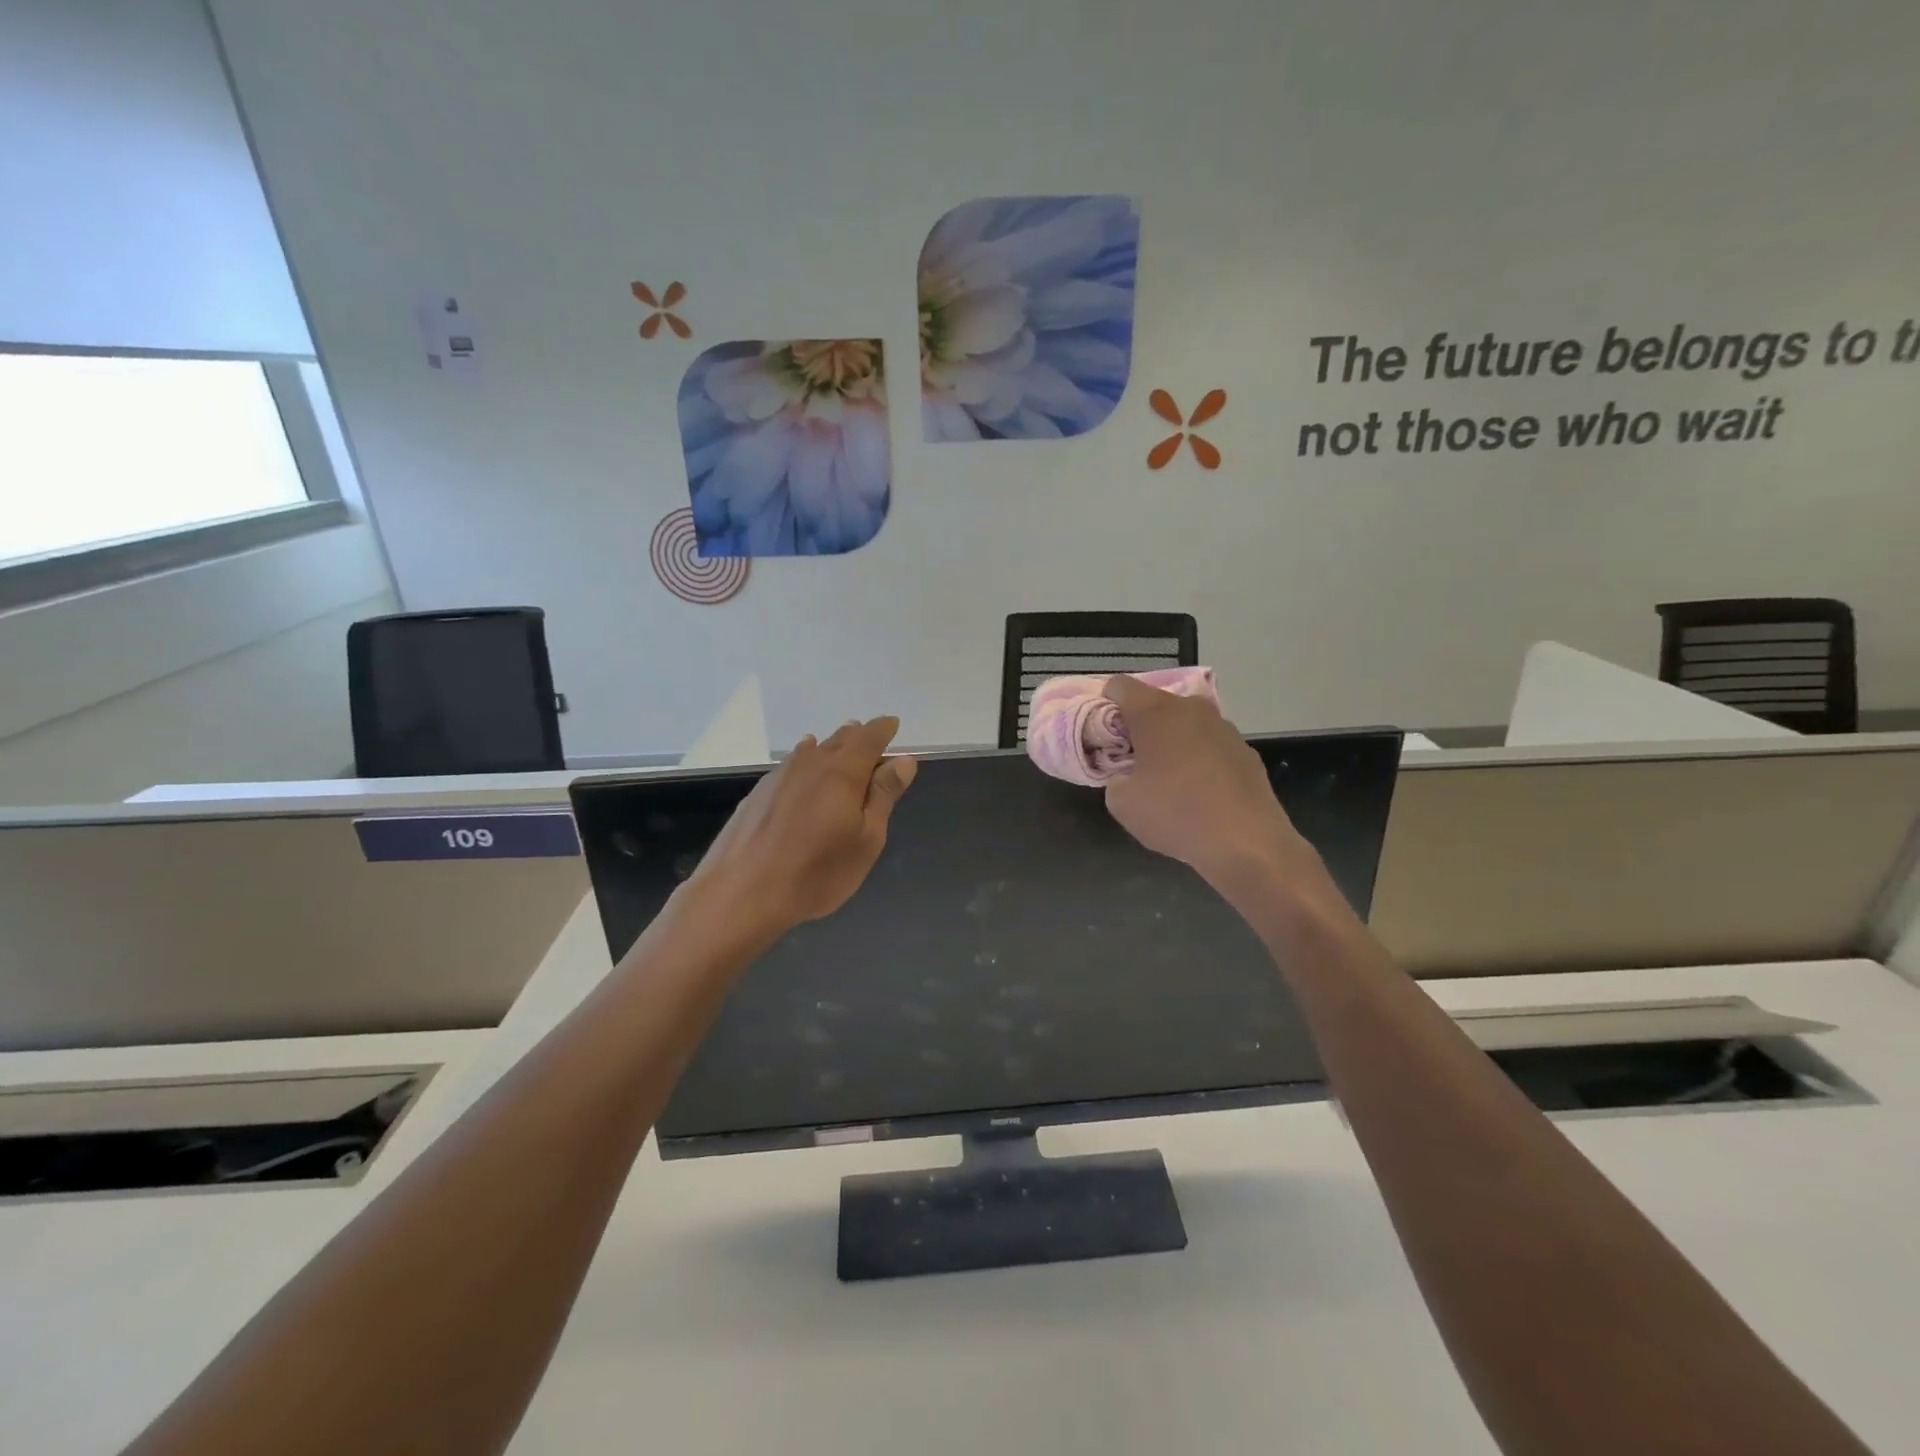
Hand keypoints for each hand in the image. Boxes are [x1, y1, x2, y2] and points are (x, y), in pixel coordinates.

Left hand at [687, 716, 917, 937]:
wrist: (741, 893)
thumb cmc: (817, 872)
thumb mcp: (866, 839)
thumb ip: (883, 795)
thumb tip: (903, 760)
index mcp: (842, 772)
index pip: (869, 738)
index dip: (883, 729)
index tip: (893, 724)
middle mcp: (810, 764)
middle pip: (839, 740)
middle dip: (858, 736)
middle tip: (871, 738)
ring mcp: (779, 776)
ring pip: (812, 751)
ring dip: (831, 746)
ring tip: (840, 745)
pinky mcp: (758, 794)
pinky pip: (790, 766)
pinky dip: (805, 761)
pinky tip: (802, 769)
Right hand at [1101, 675, 1312, 889]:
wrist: (1247, 842)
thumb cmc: (1175, 814)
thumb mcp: (1121, 803)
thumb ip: (1114, 779)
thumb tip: (1127, 776)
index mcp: (1155, 712)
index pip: (1120, 686)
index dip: (1105, 704)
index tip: (1103, 733)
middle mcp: (1191, 709)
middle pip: (1155, 703)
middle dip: (1139, 725)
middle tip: (1130, 759)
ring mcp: (1223, 727)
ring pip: (1185, 724)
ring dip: (1172, 741)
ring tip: (1168, 778)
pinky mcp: (1246, 750)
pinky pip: (1210, 745)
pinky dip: (1199, 759)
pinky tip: (1200, 791)